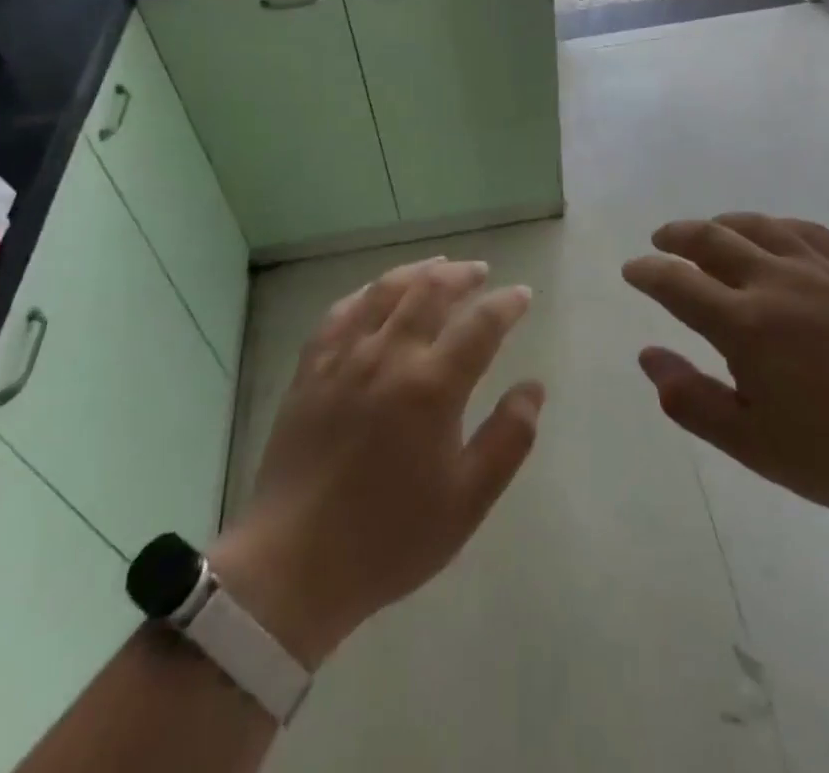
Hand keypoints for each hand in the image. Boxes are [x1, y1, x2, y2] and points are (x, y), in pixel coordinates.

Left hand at [209, 258, 543, 668]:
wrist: (294, 563)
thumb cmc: (390, 537)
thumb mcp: (467, 501)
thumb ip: (509, 439)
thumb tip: (534, 386)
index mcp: (432, 387)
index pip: (481, 325)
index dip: (506, 304)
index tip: (521, 295)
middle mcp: (389, 356)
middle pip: (430, 291)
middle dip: (462, 275)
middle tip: (481, 272)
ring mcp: (344, 357)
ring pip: (386, 290)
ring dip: (418, 271)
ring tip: (438, 267)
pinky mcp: (311, 367)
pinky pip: (341, 311)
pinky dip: (367, 293)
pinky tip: (376, 293)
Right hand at [624, 214, 828, 528]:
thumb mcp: (753, 444)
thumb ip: (691, 399)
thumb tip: (647, 356)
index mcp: (745, 325)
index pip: (678, 284)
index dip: (648, 273)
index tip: (632, 270)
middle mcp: (776, 282)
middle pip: (712, 240)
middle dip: (678, 236)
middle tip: (661, 240)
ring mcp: (821, 271)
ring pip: (758, 227)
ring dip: (723, 223)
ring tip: (709, 230)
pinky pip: (808, 231)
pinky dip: (777, 226)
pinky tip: (775, 234)